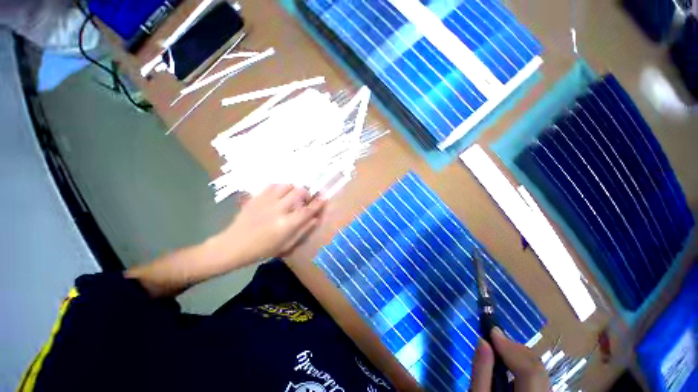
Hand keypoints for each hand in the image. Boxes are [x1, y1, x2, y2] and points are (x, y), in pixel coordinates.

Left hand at [217, 184, 324, 263]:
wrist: (233, 245)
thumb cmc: (263, 250)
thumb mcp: (286, 246)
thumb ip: (303, 231)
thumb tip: (316, 219)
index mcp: (286, 225)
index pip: (307, 210)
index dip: (318, 203)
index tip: (324, 198)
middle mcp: (278, 210)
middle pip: (299, 193)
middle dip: (307, 193)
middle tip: (306, 199)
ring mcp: (266, 202)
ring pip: (287, 186)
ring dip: (294, 189)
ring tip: (292, 196)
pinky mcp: (257, 197)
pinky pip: (273, 185)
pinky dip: (281, 187)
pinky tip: (280, 194)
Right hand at [471, 328, 549, 391]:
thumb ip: (481, 372)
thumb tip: (482, 340)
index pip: (530, 371)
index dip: (511, 347)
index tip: (491, 330)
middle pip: (538, 369)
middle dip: (515, 349)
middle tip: (494, 338)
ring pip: (541, 373)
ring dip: (520, 357)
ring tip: (500, 350)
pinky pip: (540, 379)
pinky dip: (525, 367)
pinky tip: (511, 366)